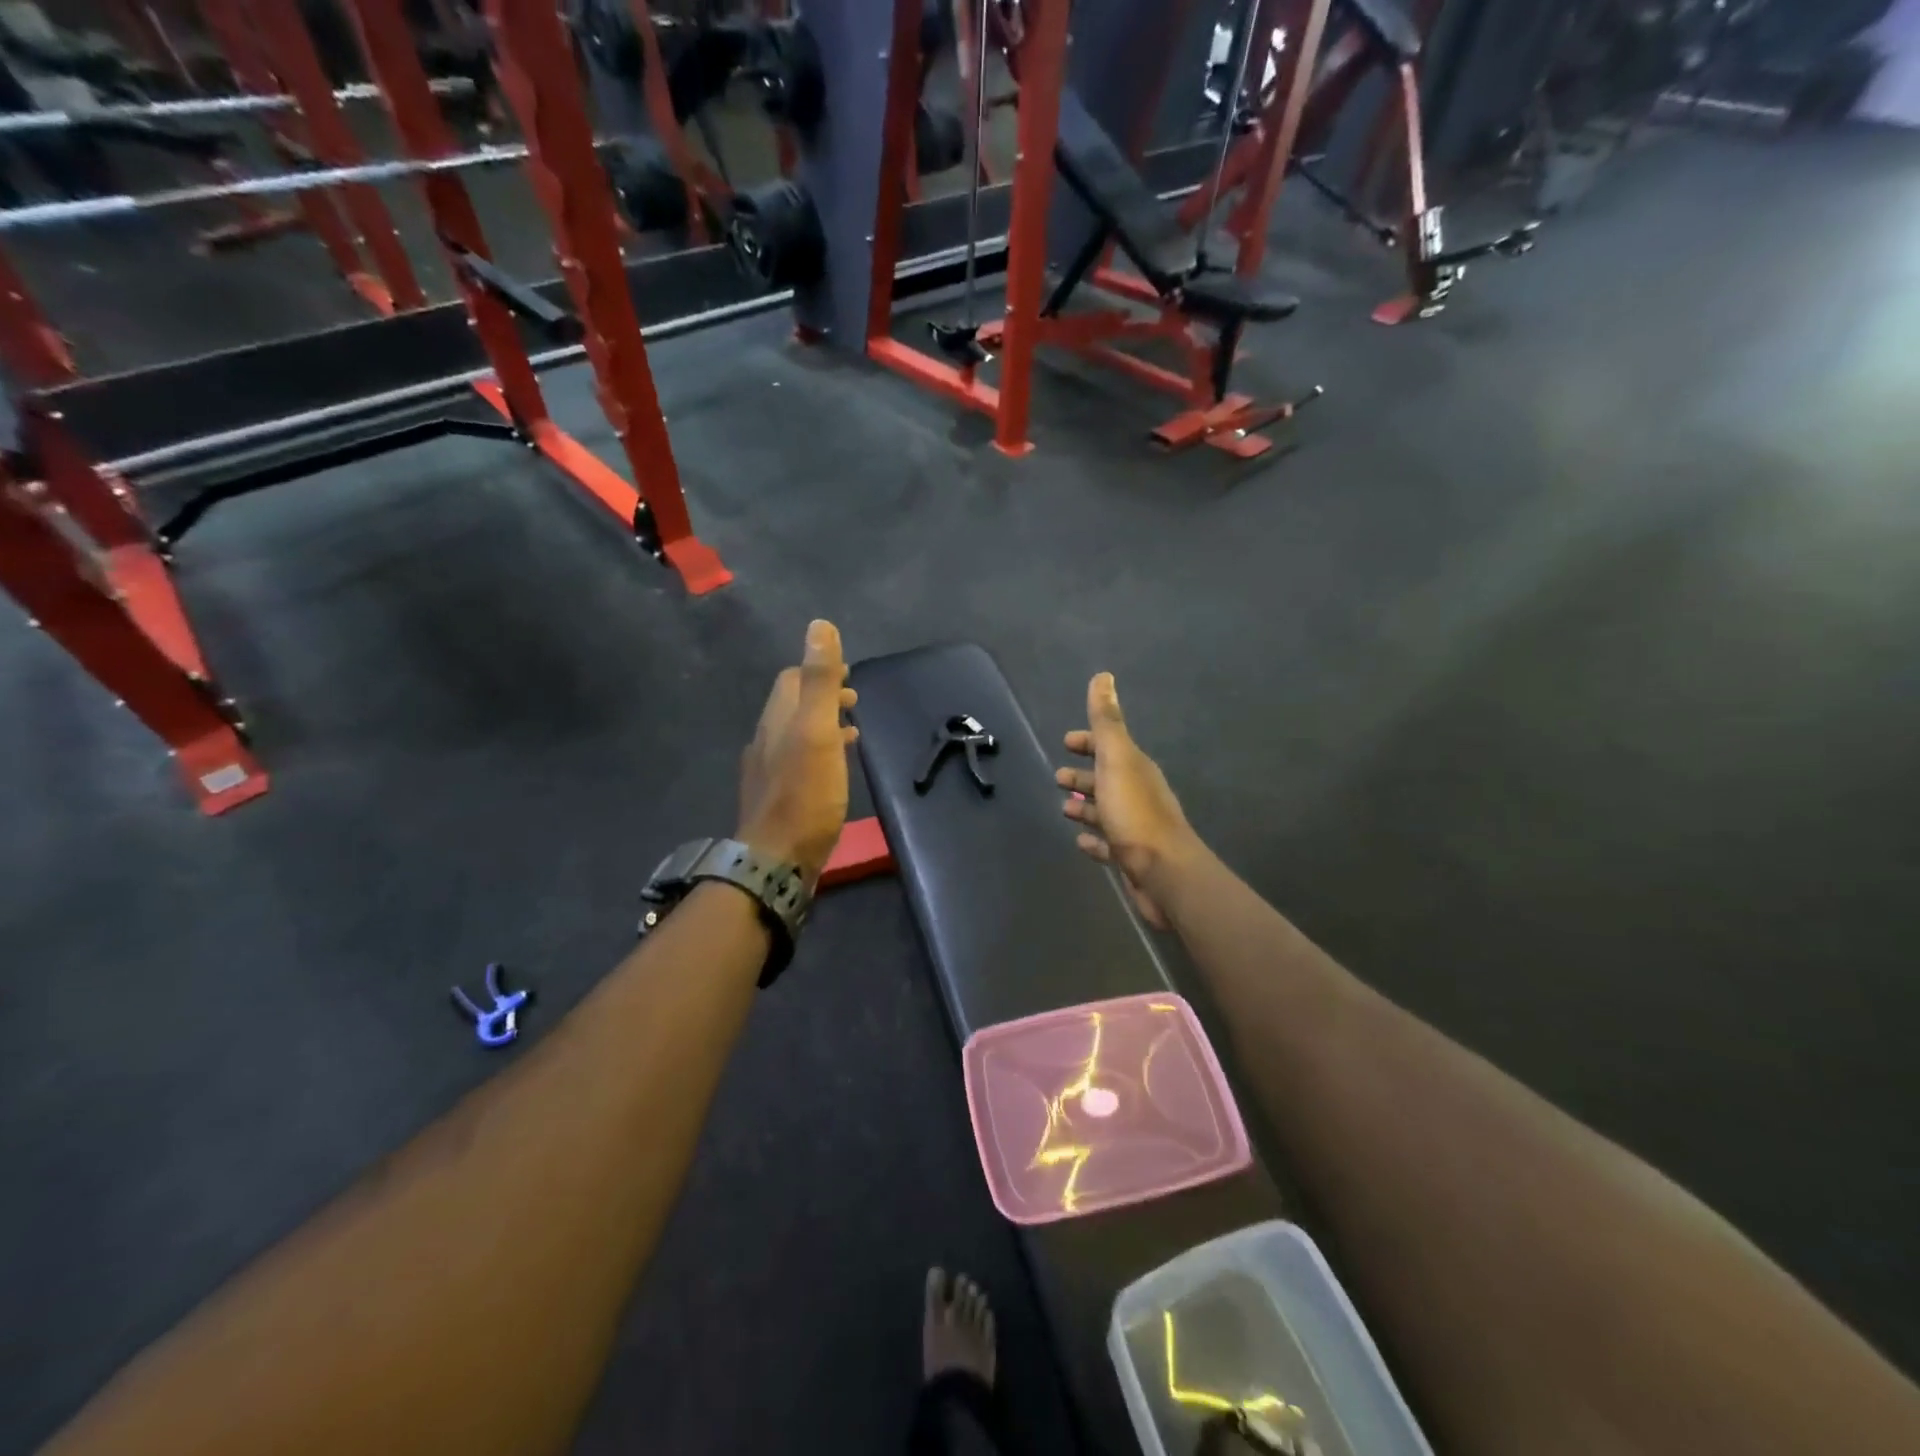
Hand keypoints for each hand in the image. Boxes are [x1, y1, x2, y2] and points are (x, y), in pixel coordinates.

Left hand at [738, 620, 859, 884]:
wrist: (777, 859)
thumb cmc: (804, 794)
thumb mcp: (817, 731)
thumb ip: (820, 680)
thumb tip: (819, 626)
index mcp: (777, 719)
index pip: (792, 679)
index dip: (818, 670)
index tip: (848, 674)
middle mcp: (766, 739)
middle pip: (792, 705)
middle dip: (822, 696)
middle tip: (853, 700)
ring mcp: (768, 770)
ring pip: (795, 734)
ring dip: (821, 724)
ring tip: (851, 729)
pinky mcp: (777, 797)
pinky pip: (798, 761)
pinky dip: (818, 751)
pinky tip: (833, 767)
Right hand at [1056, 673, 1203, 928]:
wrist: (1164, 873)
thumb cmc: (1135, 814)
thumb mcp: (1117, 760)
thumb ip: (1107, 721)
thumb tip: (1103, 676)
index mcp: (1135, 768)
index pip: (1110, 746)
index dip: (1088, 741)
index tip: (1066, 741)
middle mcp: (1137, 794)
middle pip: (1106, 778)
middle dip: (1083, 774)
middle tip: (1057, 777)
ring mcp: (1135, 827)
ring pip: (1105, 810)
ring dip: (1085, 806)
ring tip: (1064, 808)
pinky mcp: (1130, 857)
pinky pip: (1107, 843)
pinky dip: (1093, 839)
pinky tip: (1080, 841)